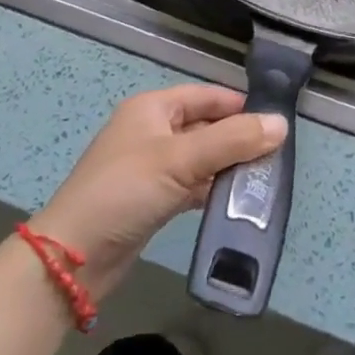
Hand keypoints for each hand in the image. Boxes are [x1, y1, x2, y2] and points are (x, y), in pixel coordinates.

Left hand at [28, 84, 286, 301]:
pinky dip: (213, 190)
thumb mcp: (181, 160)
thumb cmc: (126, 191)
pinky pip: (192, 185)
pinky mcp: (152, 199)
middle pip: (206, 127)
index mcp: (153, 108)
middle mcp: (152, 131)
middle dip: (239, 139)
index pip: (207, 96)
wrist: (73, 258)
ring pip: (201, 158)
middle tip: (277, 156)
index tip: (277, 121)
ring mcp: (151, 167)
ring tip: (265, 180)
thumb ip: (233, 140)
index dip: (241, 105)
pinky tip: (236, 203)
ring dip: (228, 167)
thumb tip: (281, 124)